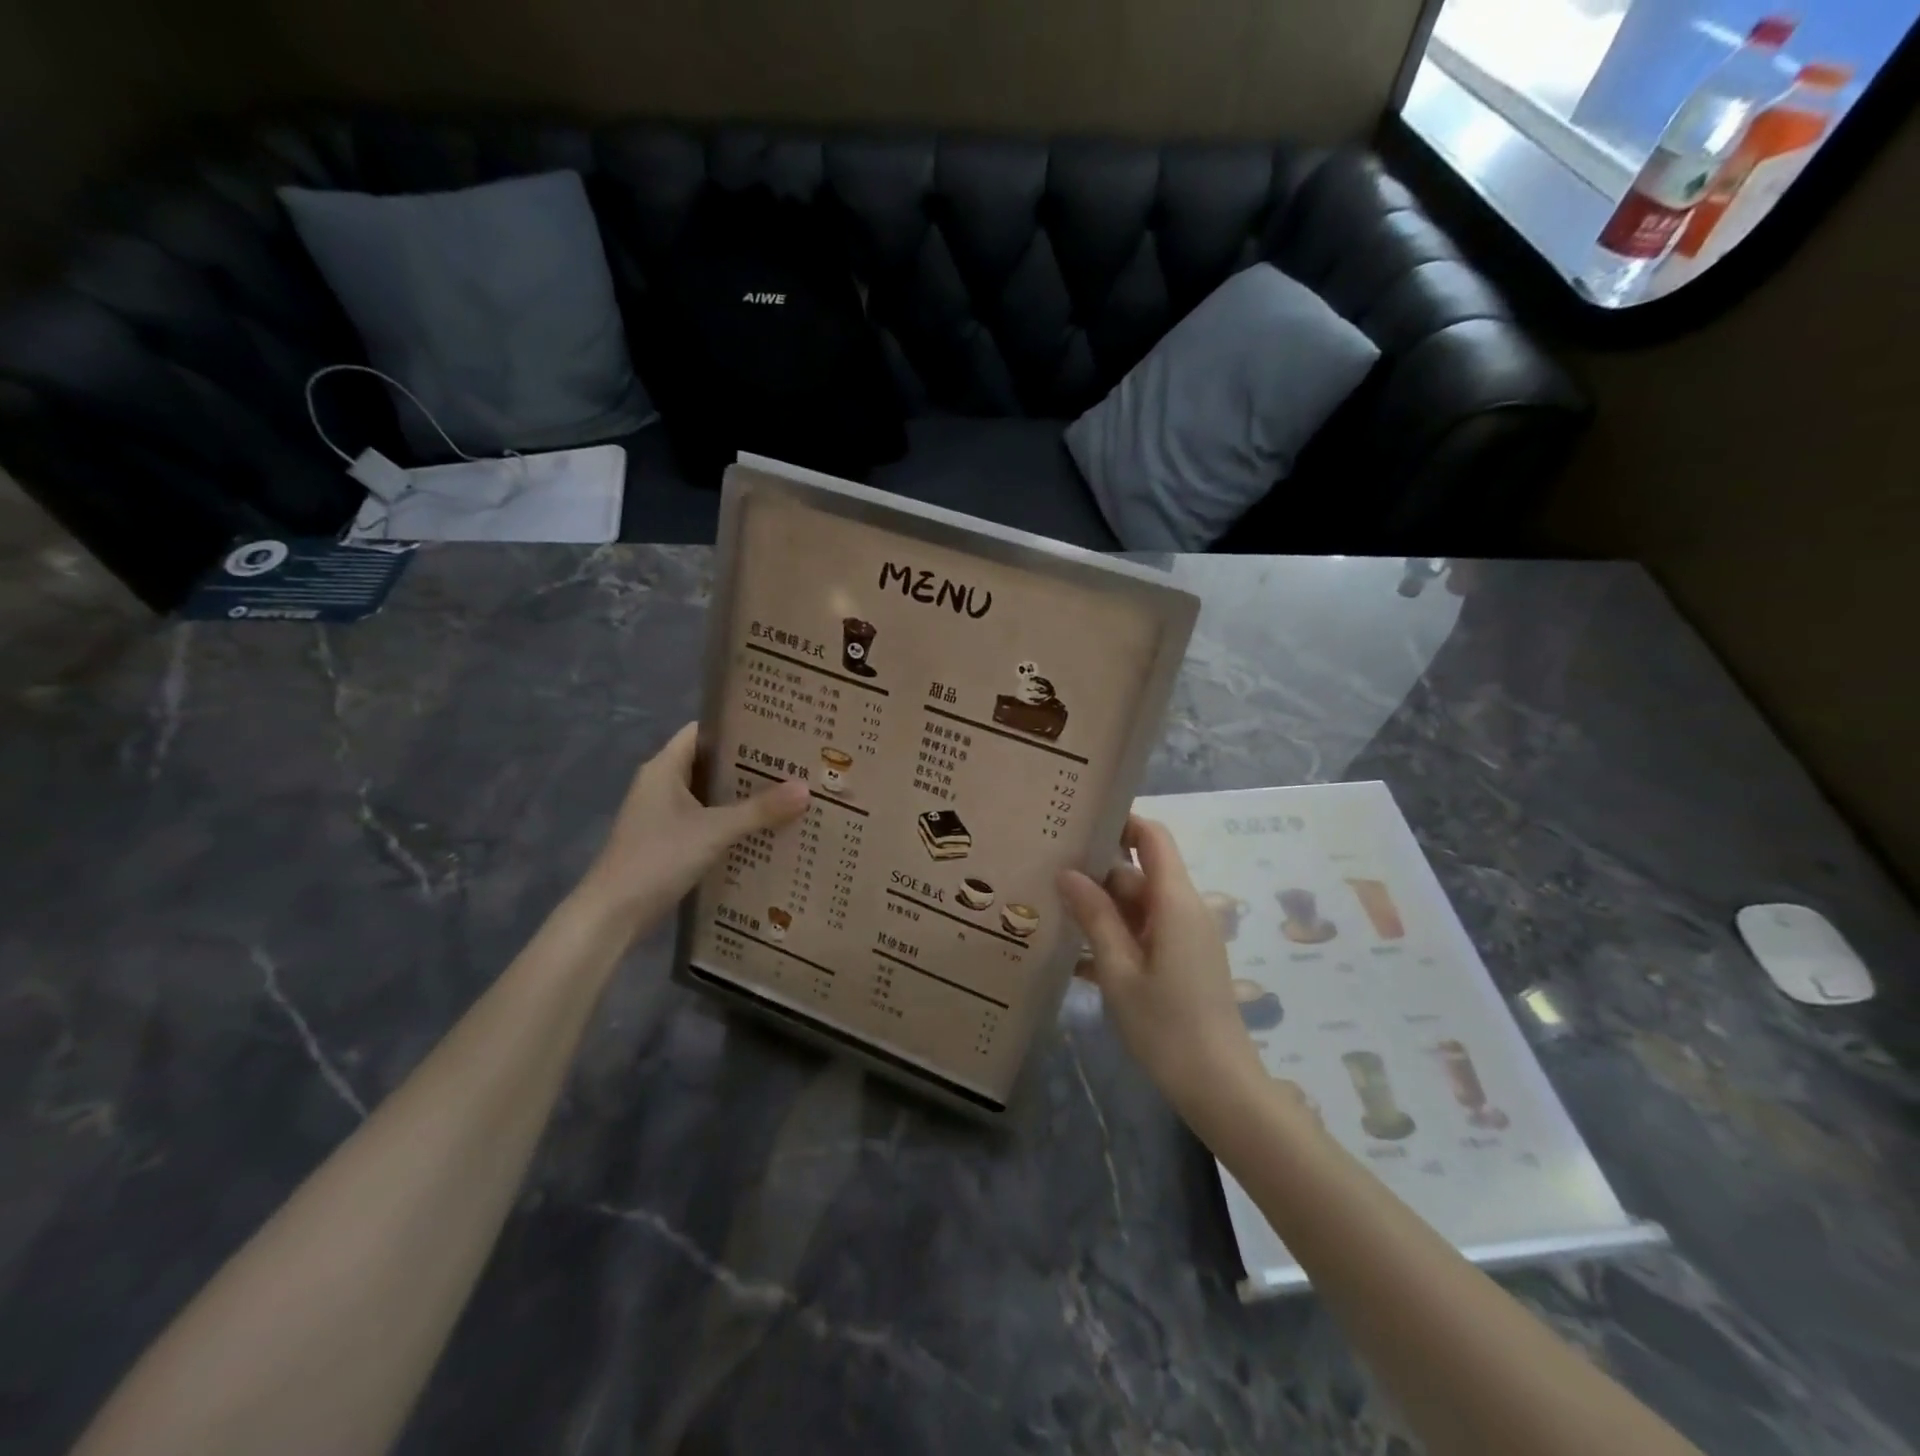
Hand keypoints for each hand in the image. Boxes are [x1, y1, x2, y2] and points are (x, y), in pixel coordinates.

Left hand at [578, 723, 810, 938]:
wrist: (613, 915)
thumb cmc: (658, 858)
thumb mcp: (714, 831)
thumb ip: (760, 810)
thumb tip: (805, 788)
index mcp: (664, 768)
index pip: (703, 732)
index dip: (737, 727)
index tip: (776, 729)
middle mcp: (662, 785)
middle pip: (711, 764)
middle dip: (749, 765)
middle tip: (793, 763)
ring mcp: (664, 815)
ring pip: (711, 795)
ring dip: (743, 796)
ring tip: (788, 793)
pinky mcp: (669, 841)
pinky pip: (707, 821)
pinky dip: (732, 822)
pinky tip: (764, 829)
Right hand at [1059, 815, 1265, 1115]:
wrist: (1219, 1087)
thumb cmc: (1166, 1025)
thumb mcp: (1119, 970)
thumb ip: (1094, 916)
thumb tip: (1067, 872)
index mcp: (1174, 901)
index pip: (1151, 838)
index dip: (1120, 822)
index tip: (1077, 823)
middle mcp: (1183, 909)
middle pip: (1137, 873)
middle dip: (1094, 872)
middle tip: (1044, 871)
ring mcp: (1184, 937)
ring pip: (1136, 906)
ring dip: (1098, 908)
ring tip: (1048, 908)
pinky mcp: (1181, 962)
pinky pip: (1142, 934)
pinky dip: (1113, 936)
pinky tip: (1072, 954)